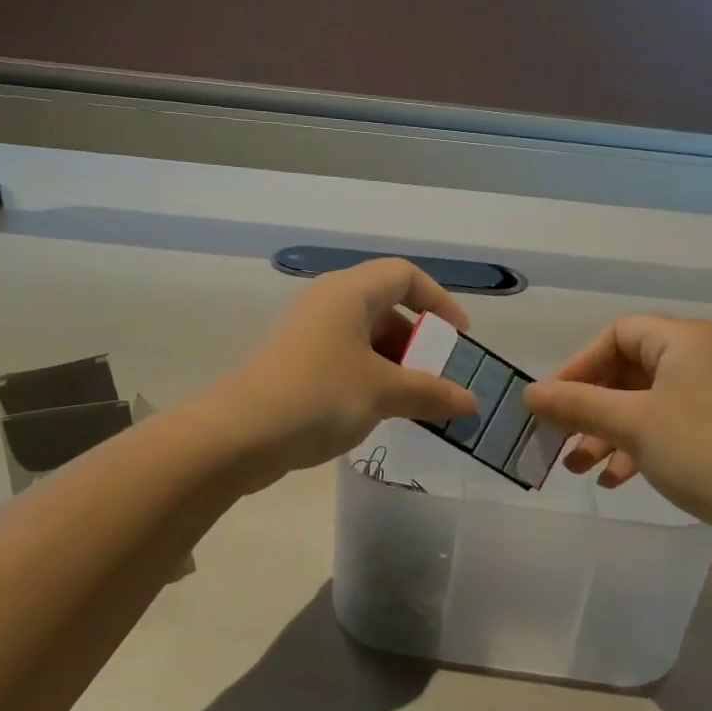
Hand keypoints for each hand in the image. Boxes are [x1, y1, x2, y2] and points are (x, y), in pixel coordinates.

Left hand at [211, 259, 476, 485]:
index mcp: (349, 293)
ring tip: (414, 402)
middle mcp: (326, 303)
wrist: (240, 435)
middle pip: (386, 307)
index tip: (459, 339)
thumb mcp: (384, 393)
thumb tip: (471, 404)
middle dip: (419, 341)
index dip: (439, 301)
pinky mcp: (294, 364)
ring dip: (396, 365)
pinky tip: (379, 412)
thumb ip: (432, 393)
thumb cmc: (319, 397)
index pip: (405, 275)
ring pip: (365, 338)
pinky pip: (345, 360)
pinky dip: (370, 378)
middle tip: (438, 376)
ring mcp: (307, 334)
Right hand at [523, 316, 711, 540]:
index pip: (616, 334)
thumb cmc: (703, 451)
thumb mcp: (631, 424)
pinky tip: (612, 482)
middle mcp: (697, 359)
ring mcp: (708, 397)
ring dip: (605, 434)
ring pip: (640, 405)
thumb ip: (576, 404)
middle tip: (558, 438)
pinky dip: (633, 449)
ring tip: (576, 468)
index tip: (553, 402)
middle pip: (625, 371)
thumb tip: (528, 393)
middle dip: (588, 407)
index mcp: (682, 341)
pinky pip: (661, 429)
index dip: (579, 365)